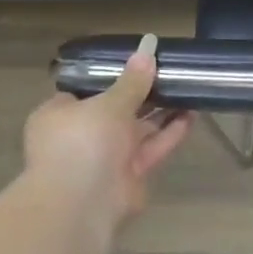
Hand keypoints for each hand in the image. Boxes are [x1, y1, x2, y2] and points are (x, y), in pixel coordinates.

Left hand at [23, 35, 191, 223]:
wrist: (83, 204)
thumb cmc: (83, 142)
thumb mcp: (109, 103)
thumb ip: (132, 81)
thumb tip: (148, 49)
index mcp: (60, 115)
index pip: (84, 90)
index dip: (110, 77)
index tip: (137, 64)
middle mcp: (81, 135)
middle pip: (115, 110)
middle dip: (142, 95)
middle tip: (170, 73)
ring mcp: (106, 157)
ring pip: (137, 129)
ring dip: (161, 112)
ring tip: (187, 89)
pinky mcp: (129, 174)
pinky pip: (151, 148)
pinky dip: (169, 133)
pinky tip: (191, 115)